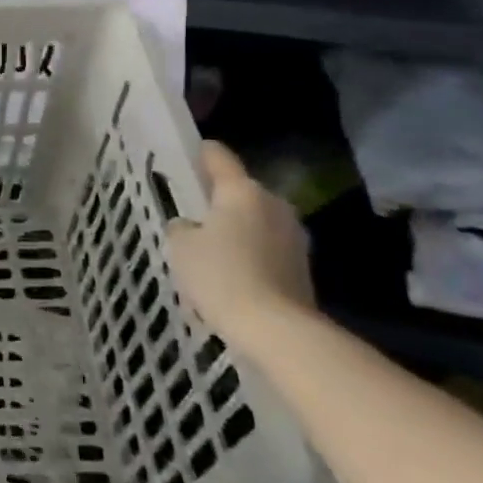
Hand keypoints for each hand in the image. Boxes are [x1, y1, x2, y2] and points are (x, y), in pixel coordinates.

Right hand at [167, 142, 317, 355]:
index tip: (184, 157)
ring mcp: (293, 234)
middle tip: (191, 216)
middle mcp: (272, 203)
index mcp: (241, 190)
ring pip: (255, 221)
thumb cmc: (221, 276)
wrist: (276, 329)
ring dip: (235, 230)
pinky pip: (267, 248)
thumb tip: (190, 226)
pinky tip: (231, 277)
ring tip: (210, 253)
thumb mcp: (181, 248)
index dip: (199, 153)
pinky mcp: (302, 265)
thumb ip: (181, 228)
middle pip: (239, 191)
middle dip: (217, 201)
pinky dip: (250, 254)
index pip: (218, 156)